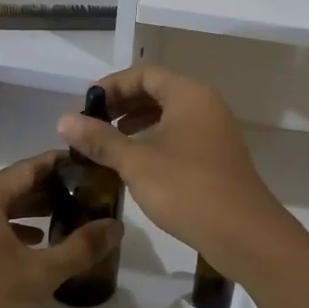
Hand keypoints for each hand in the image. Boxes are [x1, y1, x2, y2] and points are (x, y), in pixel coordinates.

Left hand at [0, 152, 122, 307]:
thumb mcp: (39, 276)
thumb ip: (80, 247)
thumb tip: (116, 225)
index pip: (31, 167)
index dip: (64, 166)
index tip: (94, 167)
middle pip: (16, 187)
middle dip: (53, 192)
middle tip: (90, 197)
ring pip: (2, 210)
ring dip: (35, 213)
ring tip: (72, 220)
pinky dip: (15, 232)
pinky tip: (38, 248)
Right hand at [56, 66, 297, 276]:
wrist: (244, 233)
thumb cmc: (186, 188)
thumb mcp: (136, 162)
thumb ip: (100, 139)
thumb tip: (64, 120)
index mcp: (188, 94)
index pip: (144, 74)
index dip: (112, 85)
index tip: (86, 105)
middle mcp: (205, 104)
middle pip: (158, 90)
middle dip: (123, 104)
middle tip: (93, 124)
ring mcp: (215, 130)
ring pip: (170, 114)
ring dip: (137, 122)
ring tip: (109, 141)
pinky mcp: (218, 155)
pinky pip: (181, 133)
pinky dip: (155, 138)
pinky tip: (137, 161)